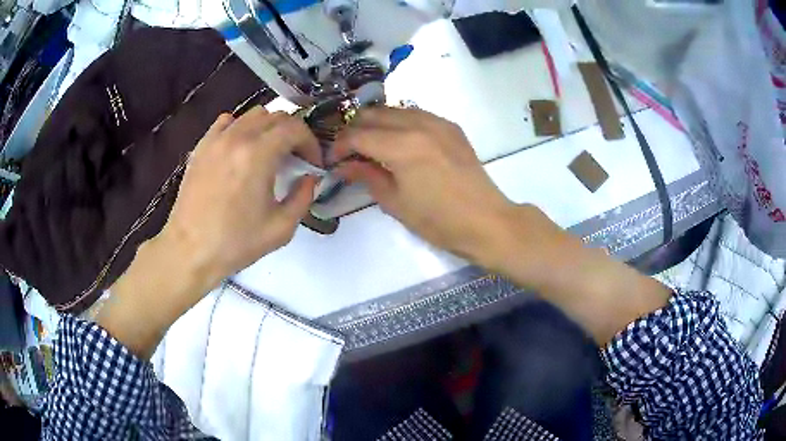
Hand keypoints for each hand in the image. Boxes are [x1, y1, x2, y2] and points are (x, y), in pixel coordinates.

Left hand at [160, 107, 321, 285]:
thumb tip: (309, 179)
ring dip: (269, 128)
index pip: (295, 128)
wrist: (191, 250)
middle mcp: (238, 138)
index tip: (312, 163)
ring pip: (252, 115)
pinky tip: (241, 147)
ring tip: (269, 151)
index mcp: (259, 155)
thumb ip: (303, 198)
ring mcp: (216, 140)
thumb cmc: (235, 243)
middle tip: (295, 158)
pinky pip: (226, 122)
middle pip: (276, 116)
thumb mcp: (281, 228)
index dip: (311, 143)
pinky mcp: (201, 147)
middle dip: (293, 133)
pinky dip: (240, 127)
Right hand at [333, 107, 514, 260]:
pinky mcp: (451, 127)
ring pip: (394, 109)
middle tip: (349, 152)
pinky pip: (416, 114)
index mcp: (402, 146)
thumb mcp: (395, 203)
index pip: (357, 134)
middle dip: (355, 130)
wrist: (486, 221)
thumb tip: (344, 165)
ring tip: (372, 145)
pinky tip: (399, 140)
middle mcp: (418, 124)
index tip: (334, 160)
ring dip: (377, 123)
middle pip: (373, 114)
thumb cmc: (438, 221)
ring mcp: (438, 122)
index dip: (339, 145)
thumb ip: (367, 176)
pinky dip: (400, 122)